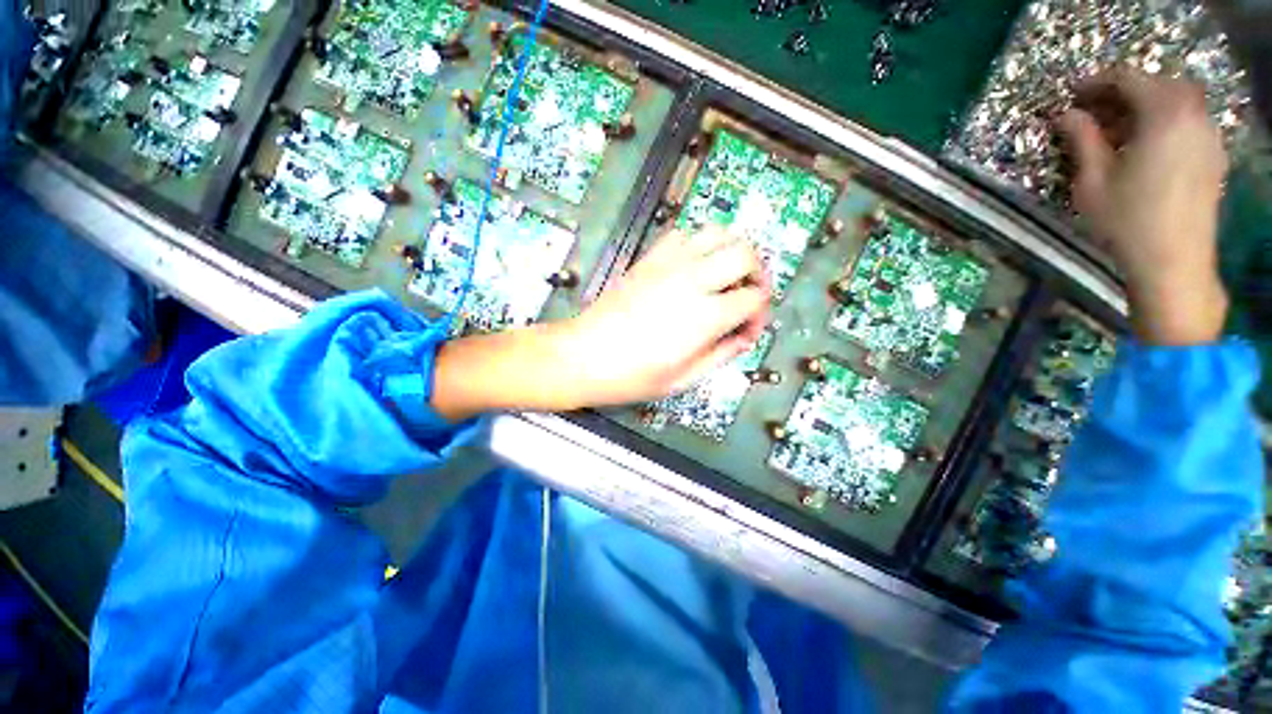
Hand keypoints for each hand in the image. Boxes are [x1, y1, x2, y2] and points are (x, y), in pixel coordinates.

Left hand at [430, 228, 769, 419]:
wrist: (583, 356)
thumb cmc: (631, 376)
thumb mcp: (683, 379)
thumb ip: (721, 355)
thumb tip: (742, 338)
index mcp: (704, 316)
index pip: (754, 298)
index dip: (759, 315)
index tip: (747, 330)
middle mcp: (692, 281)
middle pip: (745, 253)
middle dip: (757, 273)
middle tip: (749, 294)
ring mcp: (669, 264)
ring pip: (718, 233)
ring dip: (732, 251)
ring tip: (727, 276)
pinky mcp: (650, 259)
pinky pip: (685, 235)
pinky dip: (700, 244)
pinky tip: (695, 267)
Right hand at [1056, 68, 1229, 345]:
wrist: (1173, 262)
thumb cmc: (1128, 221)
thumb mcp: (1093, 180)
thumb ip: (1082, 140)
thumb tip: (1067, 115)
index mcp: (1163, 113)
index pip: (1127, 79)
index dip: (1096, 83)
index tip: (1071, 96)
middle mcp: (1193, 114)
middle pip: (1157, 84)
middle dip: (1123, 92)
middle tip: (1093, 111)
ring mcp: (1208, 135)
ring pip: (1176, 101)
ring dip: (1146, 105)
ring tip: (1118, 128)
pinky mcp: (1213, 155)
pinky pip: (1189, 121)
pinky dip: (1165, 121)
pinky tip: (1146, 143)